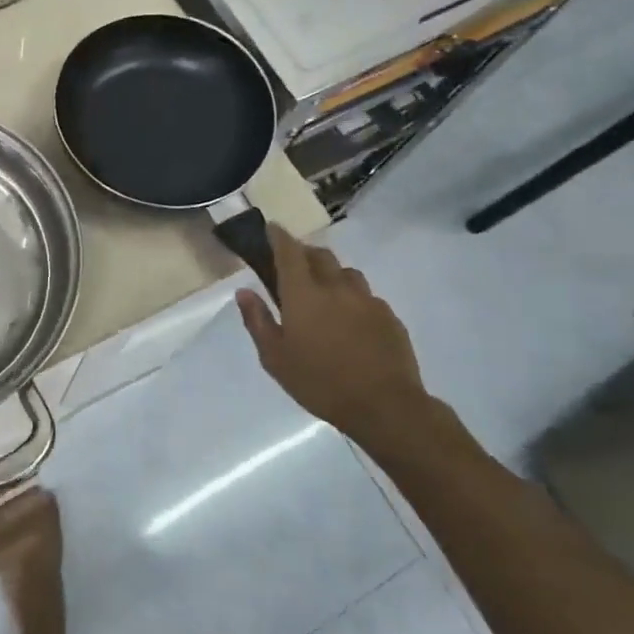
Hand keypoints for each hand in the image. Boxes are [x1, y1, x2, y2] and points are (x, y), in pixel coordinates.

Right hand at [235, 226, 441, 450]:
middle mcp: (336, 287)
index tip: (271, 228)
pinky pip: (366, 296)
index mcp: (304, 294)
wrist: (385, 406)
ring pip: (346, 272)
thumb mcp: (275, 358)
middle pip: (320, 255)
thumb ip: (257, 320)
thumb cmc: (319, 382)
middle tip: (293, 267)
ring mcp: (367, 300)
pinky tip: (349, 320)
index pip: (289, 251)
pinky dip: (352, 298)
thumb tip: (244, 291)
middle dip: (304, 253)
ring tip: (323, 293)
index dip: (279, 236)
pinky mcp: (389, 316)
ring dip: (331, 274)